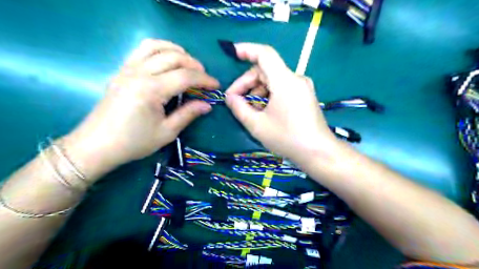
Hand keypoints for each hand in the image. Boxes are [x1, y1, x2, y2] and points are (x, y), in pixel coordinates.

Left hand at [63, 38, 217, 180]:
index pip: (185, 76)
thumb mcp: (167, 132)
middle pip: (174, 57)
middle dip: (194, 65)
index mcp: (151, 90)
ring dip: (177, 51)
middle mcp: (139, 73)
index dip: (204, 79)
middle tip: (204, 77)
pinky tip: (167, 59)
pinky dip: (159, 48)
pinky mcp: (122, 70)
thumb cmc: (134, 142)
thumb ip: (188, 114)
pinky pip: (141, 49)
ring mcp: (128, 69)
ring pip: (156, 46)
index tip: (216, 85)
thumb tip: (207, 105)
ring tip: (188, 64)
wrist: (97, 145)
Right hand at [226, 43, 337, 163]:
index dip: (246, 50)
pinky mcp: (304, 96)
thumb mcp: (257, 125)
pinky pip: (282, 89)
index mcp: (284, 81)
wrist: (319, 153)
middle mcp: (295, 79)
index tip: (231, 53)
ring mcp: (302, 87)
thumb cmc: (287, 138)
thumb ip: (239, 108)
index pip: (264, 54)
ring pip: (273, 80)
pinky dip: (268, 95)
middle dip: (247, 83)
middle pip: (265, 70)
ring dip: (257, 91)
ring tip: (248, 110)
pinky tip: (262, 111)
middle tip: (235, 100)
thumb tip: (230, 97)